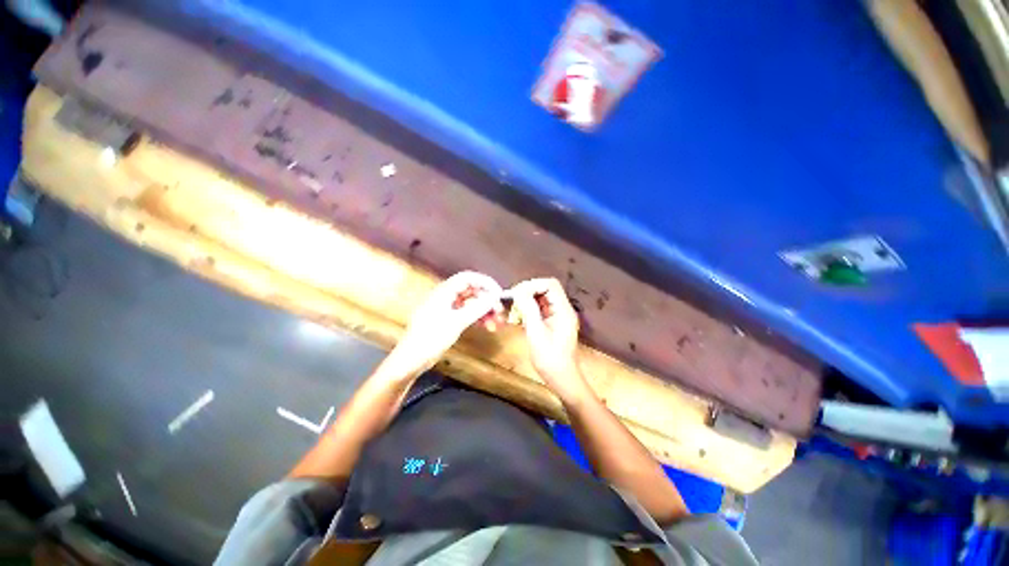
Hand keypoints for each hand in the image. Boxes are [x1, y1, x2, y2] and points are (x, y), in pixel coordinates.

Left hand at [384, 271, 504, 376]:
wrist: (411, 359)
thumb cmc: (431, 338)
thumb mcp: (456, 322)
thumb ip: (476, 308)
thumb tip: (494, 297)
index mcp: (444, 292)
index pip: (468, 278)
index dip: (485, 283)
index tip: (498, 294)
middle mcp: (446, 296)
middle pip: (472, 290)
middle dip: (487, 299)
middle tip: (499, 312)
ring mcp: (447, 308)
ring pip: (471, 303)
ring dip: (485, 311)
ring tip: (496, 323)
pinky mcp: (448, 319)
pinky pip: (467, 313)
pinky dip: (477, 318)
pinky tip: (487, 327)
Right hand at [508, 278, 587, 400]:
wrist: (562, 379)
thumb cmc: (550, 359)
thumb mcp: (536, 333)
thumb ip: (528, 310)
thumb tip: (519, 291)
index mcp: (563, 310)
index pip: (550, 285)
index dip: (533, 285)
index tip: (517, 294)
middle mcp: (563, 309)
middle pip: (546, 289)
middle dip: (528, 292)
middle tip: (513, 302)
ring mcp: (559, 316)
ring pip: (542, 298)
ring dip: (527, 301)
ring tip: (515, 311)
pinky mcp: (553, 322)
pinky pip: (540, 309)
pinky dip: (529, 310)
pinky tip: (520, 319)